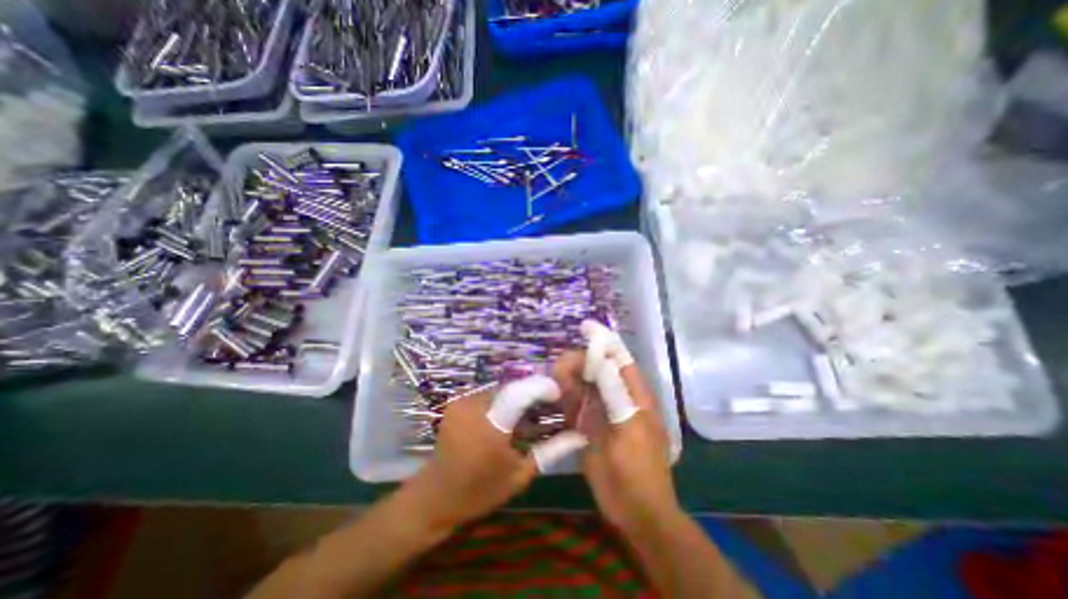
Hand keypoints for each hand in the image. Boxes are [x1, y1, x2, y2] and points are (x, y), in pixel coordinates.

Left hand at [408, 376, 586, 530]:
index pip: (519, 394)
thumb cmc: (479, 491)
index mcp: (489, 428)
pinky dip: (501, 400)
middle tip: (546, 404)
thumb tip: (579, 435)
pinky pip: (487, 394)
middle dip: (531, 393)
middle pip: (511, 388)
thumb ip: (550, 451)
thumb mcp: (519, 476)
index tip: (558, 392)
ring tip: (527, 412)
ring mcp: (462, 402)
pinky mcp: (457, 402)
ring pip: (500, 389)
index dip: (541, 386)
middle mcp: (473, 408)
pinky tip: (506, 415)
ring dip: (516, 397)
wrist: (435, 495)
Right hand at [561, 324, 674, 537]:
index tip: (585, 327)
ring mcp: (602, 411)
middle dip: (578, 363)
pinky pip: (575, 404)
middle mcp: (618, 397)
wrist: (635, 514)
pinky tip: (557, 396)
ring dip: (569, 380)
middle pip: (597, 369)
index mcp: (635, 395)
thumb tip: (603, 360)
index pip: (619, 358)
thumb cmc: (638, 471)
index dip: (604, 341)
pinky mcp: (589, 426)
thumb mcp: (629, 428)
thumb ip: (615, 393)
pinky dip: (565, 397)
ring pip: (583, 385)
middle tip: (560, 369)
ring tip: (557, 382)